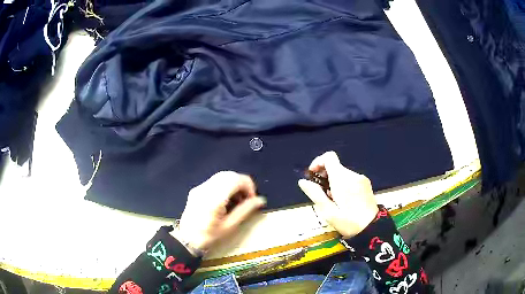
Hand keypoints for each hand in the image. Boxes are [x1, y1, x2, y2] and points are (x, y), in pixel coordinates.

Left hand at [172, 171, 265, 254]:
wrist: (186, 240)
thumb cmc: (209, 236)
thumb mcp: (230, 226)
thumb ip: (245, 210)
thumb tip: (260, 200)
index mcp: (214, 198)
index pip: (236, 179)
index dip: (248, 185)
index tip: (252, 199)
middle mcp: (206, 188)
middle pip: (229, 174)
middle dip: (242, 184)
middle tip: (246, 200)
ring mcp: (199, 187)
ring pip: (221, 176)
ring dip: (233, 184)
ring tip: (236, 201)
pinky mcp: (196, 190)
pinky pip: (214, 181)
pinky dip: (224, 186)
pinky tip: (225, 200)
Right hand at [298, 151, 378, 238]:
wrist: (372, 228)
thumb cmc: (348, 222)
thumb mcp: (328, 212)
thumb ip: (315, 194)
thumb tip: (302, 181)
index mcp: (342, 179)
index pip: (329, 157)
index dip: (318, 162)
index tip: (313, 175)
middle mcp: (352, 175)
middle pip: (335, 166)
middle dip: (325, 176)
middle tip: (322, 194)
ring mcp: (361, 178)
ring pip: (342, 173)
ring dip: (333, 182)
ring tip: (333, 200)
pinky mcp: (366, 183)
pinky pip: (350, 179)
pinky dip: (343, 184)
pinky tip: (343, 200)